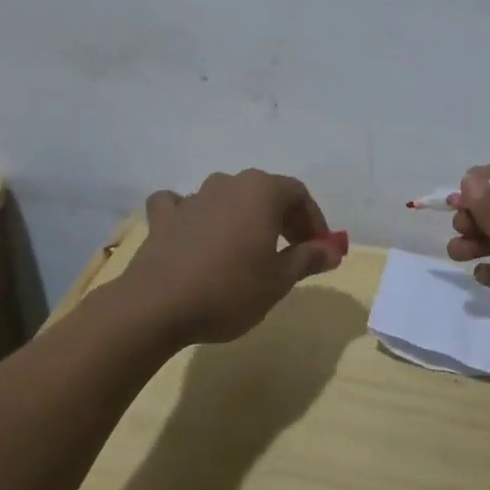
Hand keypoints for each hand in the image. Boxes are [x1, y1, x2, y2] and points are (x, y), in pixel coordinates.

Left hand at [120, 170, 347, 345]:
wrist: (157, 306)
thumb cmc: (230, 289)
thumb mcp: (279, 279)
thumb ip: (308, 258)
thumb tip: (332, 250)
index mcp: (261, 190)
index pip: (298, 194)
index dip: (313, 220)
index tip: (319, 248)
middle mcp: (228, 183)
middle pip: (264, 192)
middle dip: (282, 218)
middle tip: (291, 251)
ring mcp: (193, 197)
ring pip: (227, 197)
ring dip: (242, 217)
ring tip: (247, 250)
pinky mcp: (163, 217)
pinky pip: (183, 206)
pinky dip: (193, 215)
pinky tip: (193, 232)